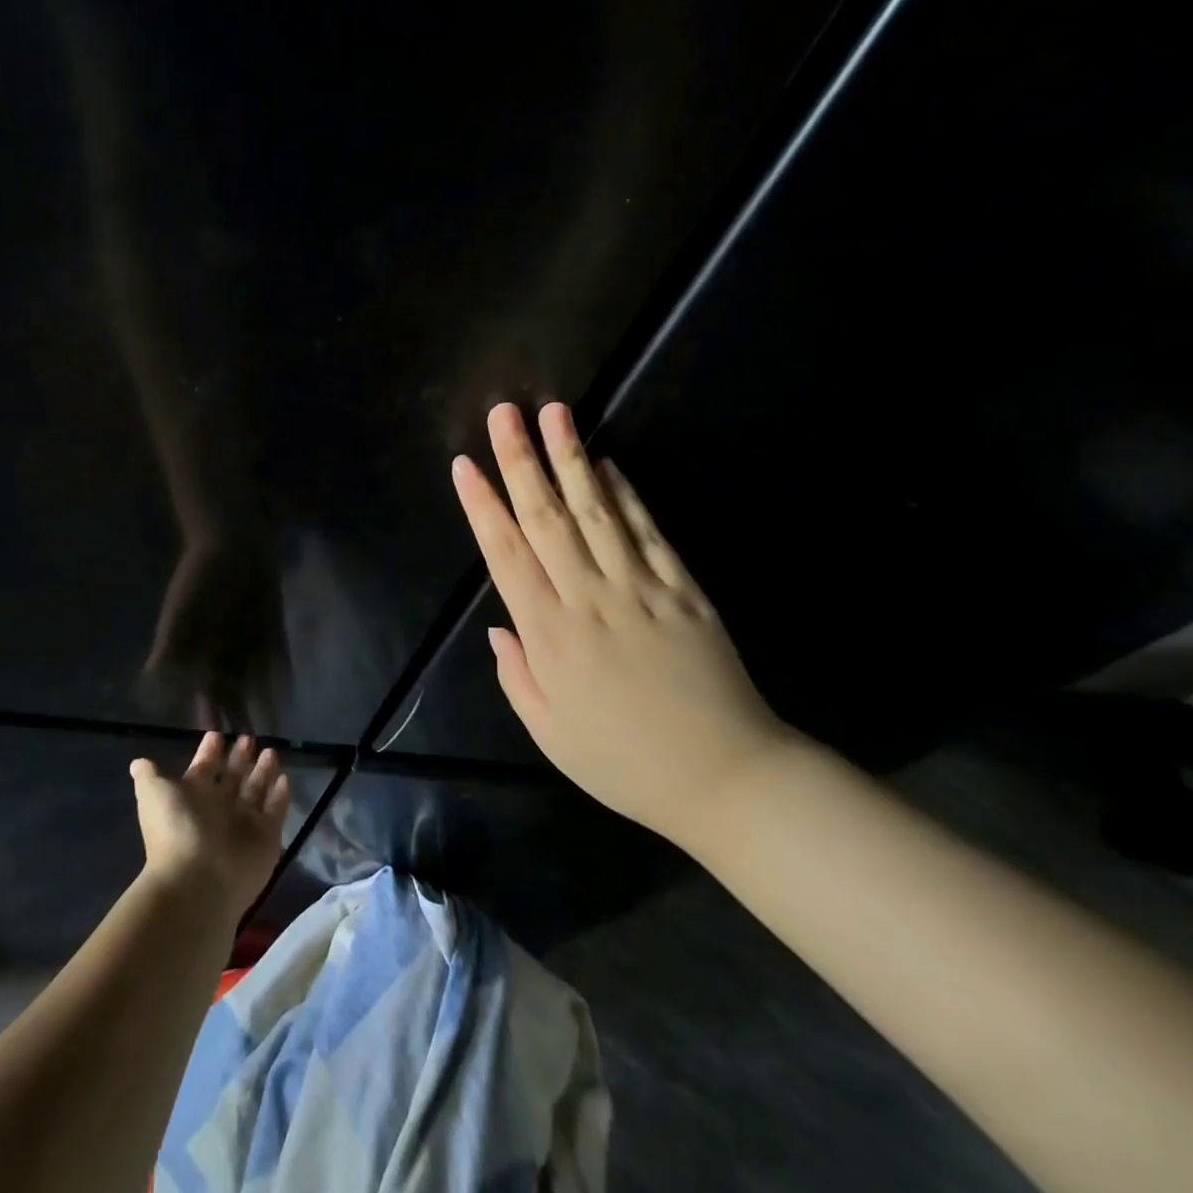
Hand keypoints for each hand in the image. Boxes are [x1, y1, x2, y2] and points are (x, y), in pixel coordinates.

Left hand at [131, 726, 289, 918]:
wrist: (199, 881)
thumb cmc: (176, 829)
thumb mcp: (154, 795)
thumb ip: (150, 776)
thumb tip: (138, 763)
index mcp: (193, 798)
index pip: (203, 769)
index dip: (209, 752)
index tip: (217, 734)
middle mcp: (219, 809)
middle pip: (232, 778)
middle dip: (240, 758)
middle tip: (249, 738)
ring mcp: (244, 825)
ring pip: (256, 791)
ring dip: (263, 772)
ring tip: (271, 751)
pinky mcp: (267, 838)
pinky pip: (276, 812)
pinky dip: (281, 796)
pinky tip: (285, 778)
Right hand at [144, 535, 287, 735]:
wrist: (231, 547)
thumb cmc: (199, 579)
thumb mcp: (179, 612)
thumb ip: (168, 648)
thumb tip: (147, 685)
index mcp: (201, 655)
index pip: (205, 694)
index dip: (210, 719)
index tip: (213, 746)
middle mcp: (226, 656)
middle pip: (232, 696)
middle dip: (238, 721)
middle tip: (245, 754)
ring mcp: (251, 645)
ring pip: (256, 684)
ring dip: (262, 706)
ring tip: (270, 736)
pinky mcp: (271, 633)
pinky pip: (278, 661)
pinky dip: (281, 678)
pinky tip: (287, 697)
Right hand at [450, 401, 796, 848]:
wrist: (727, 778)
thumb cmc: (624, 761)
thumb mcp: (550, 733)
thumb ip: (516, 675)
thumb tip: (499, 627)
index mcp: (551, 636)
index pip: (506, 555)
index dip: (483, 507)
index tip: (465, 465)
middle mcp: (590, 599)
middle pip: (547, 519)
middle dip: (521, 462)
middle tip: (504, 414)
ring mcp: (640, 589)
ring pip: (596, 512)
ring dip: (570, 460)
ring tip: (554, 414)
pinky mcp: (683, 590)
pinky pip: (648, 533)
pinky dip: (627, 495)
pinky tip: (608, 464)